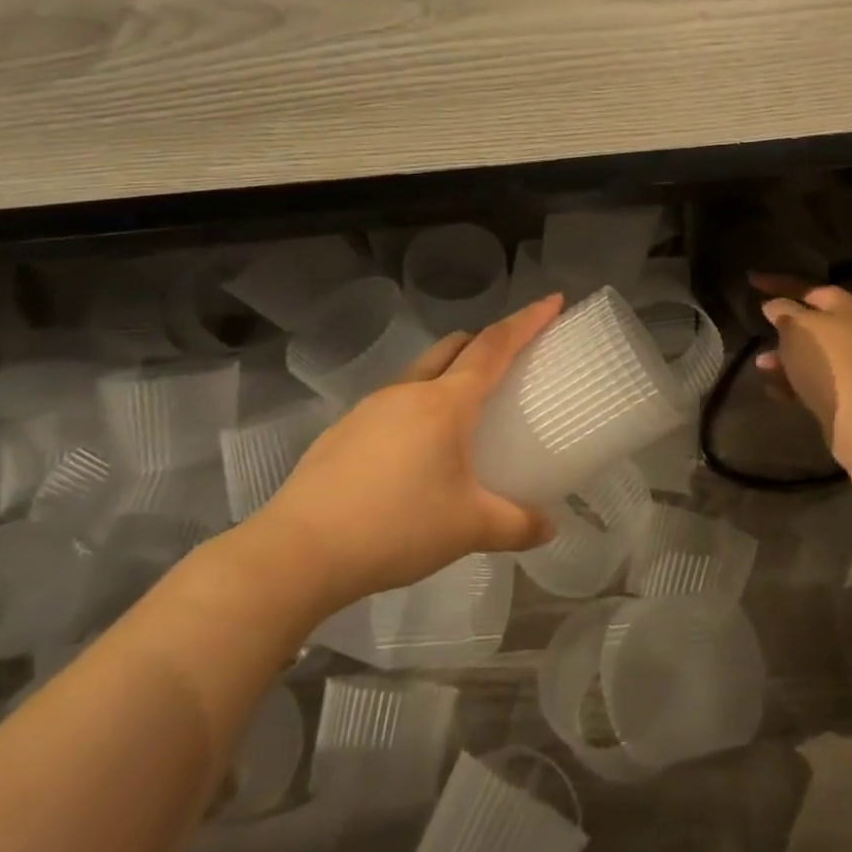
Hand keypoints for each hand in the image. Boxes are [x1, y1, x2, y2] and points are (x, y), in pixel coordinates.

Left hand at [256, 295, 561, 601]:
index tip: (552, 300)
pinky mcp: (343, 431)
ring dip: (449, 375)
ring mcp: (370, 408)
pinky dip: (418, 407)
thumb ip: (516, 525)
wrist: (298, 552)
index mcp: (445, 403)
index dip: (527, 321)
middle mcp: (408, 392)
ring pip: (421, 373)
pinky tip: (414, 454)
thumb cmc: (395, 528)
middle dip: (485, 340)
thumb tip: (550, 528)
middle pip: (454, 347)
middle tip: (510, 358)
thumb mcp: (468, 529)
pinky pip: (393, 403)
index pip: (495, 347)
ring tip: (463, 414)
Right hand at [749, 275, 851, 457]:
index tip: (752, 283)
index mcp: (848, 307)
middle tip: (760, 329)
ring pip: (810, 353)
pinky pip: (814, 379)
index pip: (808, 288)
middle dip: (782, 328)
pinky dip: (793, 381)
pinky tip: (774, 389)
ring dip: (783, 358)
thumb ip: (782, 310)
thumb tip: (774, 306)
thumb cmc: (826, 359)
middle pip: (811, 322)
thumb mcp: (796, 326)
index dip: (779, 284)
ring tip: (761, 366)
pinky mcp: (847, 392)